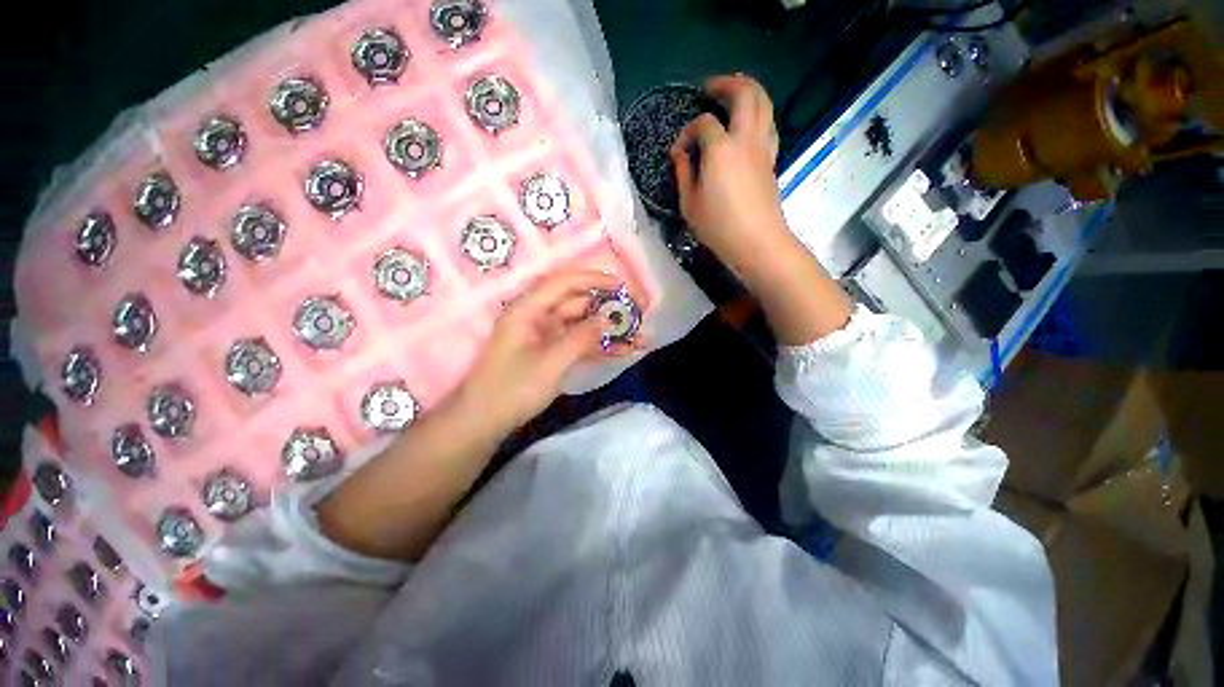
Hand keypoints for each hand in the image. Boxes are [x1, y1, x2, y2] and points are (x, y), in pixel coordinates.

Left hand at [455, 270, 633, 434]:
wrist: (485, 421)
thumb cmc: (511, 389)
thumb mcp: (550, 363)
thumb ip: (581, 338)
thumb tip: (609, 318)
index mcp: (529, 309)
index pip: (565, 282)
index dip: (595, 280)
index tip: (623, 287)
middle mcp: (539, 316)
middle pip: (579, 302)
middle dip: (610, 307)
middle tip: (640, 313)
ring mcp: (547, 336)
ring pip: (584, 324)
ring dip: (609, 330)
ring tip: (641, 335)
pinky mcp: (553, 353)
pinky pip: (580, 343)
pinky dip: (600, 346)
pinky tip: (625, 350)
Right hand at [671, 74, 789, 285]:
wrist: (757, 242)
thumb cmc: (719, 226)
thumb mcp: (690, 205)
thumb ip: (684, 175)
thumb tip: (681, 157)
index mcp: (721, 149)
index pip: (703, 124)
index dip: (687, 133)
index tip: (677, 152)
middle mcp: (745, 139)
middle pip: (745, 93)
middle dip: (727, 83)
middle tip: (711, 86)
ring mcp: (763, 148)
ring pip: (764, 103)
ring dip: (749, 91)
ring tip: (734, 92)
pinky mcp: (771, 160)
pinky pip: (769, 124)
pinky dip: (759, 114)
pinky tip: (748, 123)